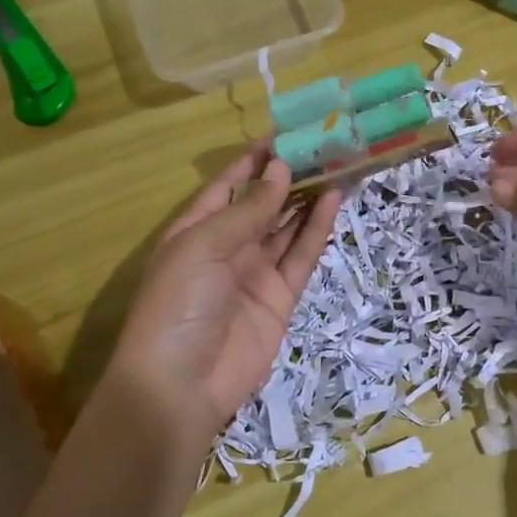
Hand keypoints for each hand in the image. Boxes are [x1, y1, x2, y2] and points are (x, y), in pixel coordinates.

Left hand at [103, 143, 340, 464]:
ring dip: (309, 197)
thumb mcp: (204, 246)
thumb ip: (248, 209)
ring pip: (288, 226)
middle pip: (264, 203)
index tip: (287, 131)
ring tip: (338, 164)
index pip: (229, 184)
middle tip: (326, 144)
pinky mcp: (281, 297)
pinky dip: (317, 229)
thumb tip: (281, 169)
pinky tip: (333, 200)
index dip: (255, 159)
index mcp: (196, 228)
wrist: (181, 385)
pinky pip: (301, 256)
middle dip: (290, 175)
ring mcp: (255, 272)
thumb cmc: (179, 304)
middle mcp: (227, 246)